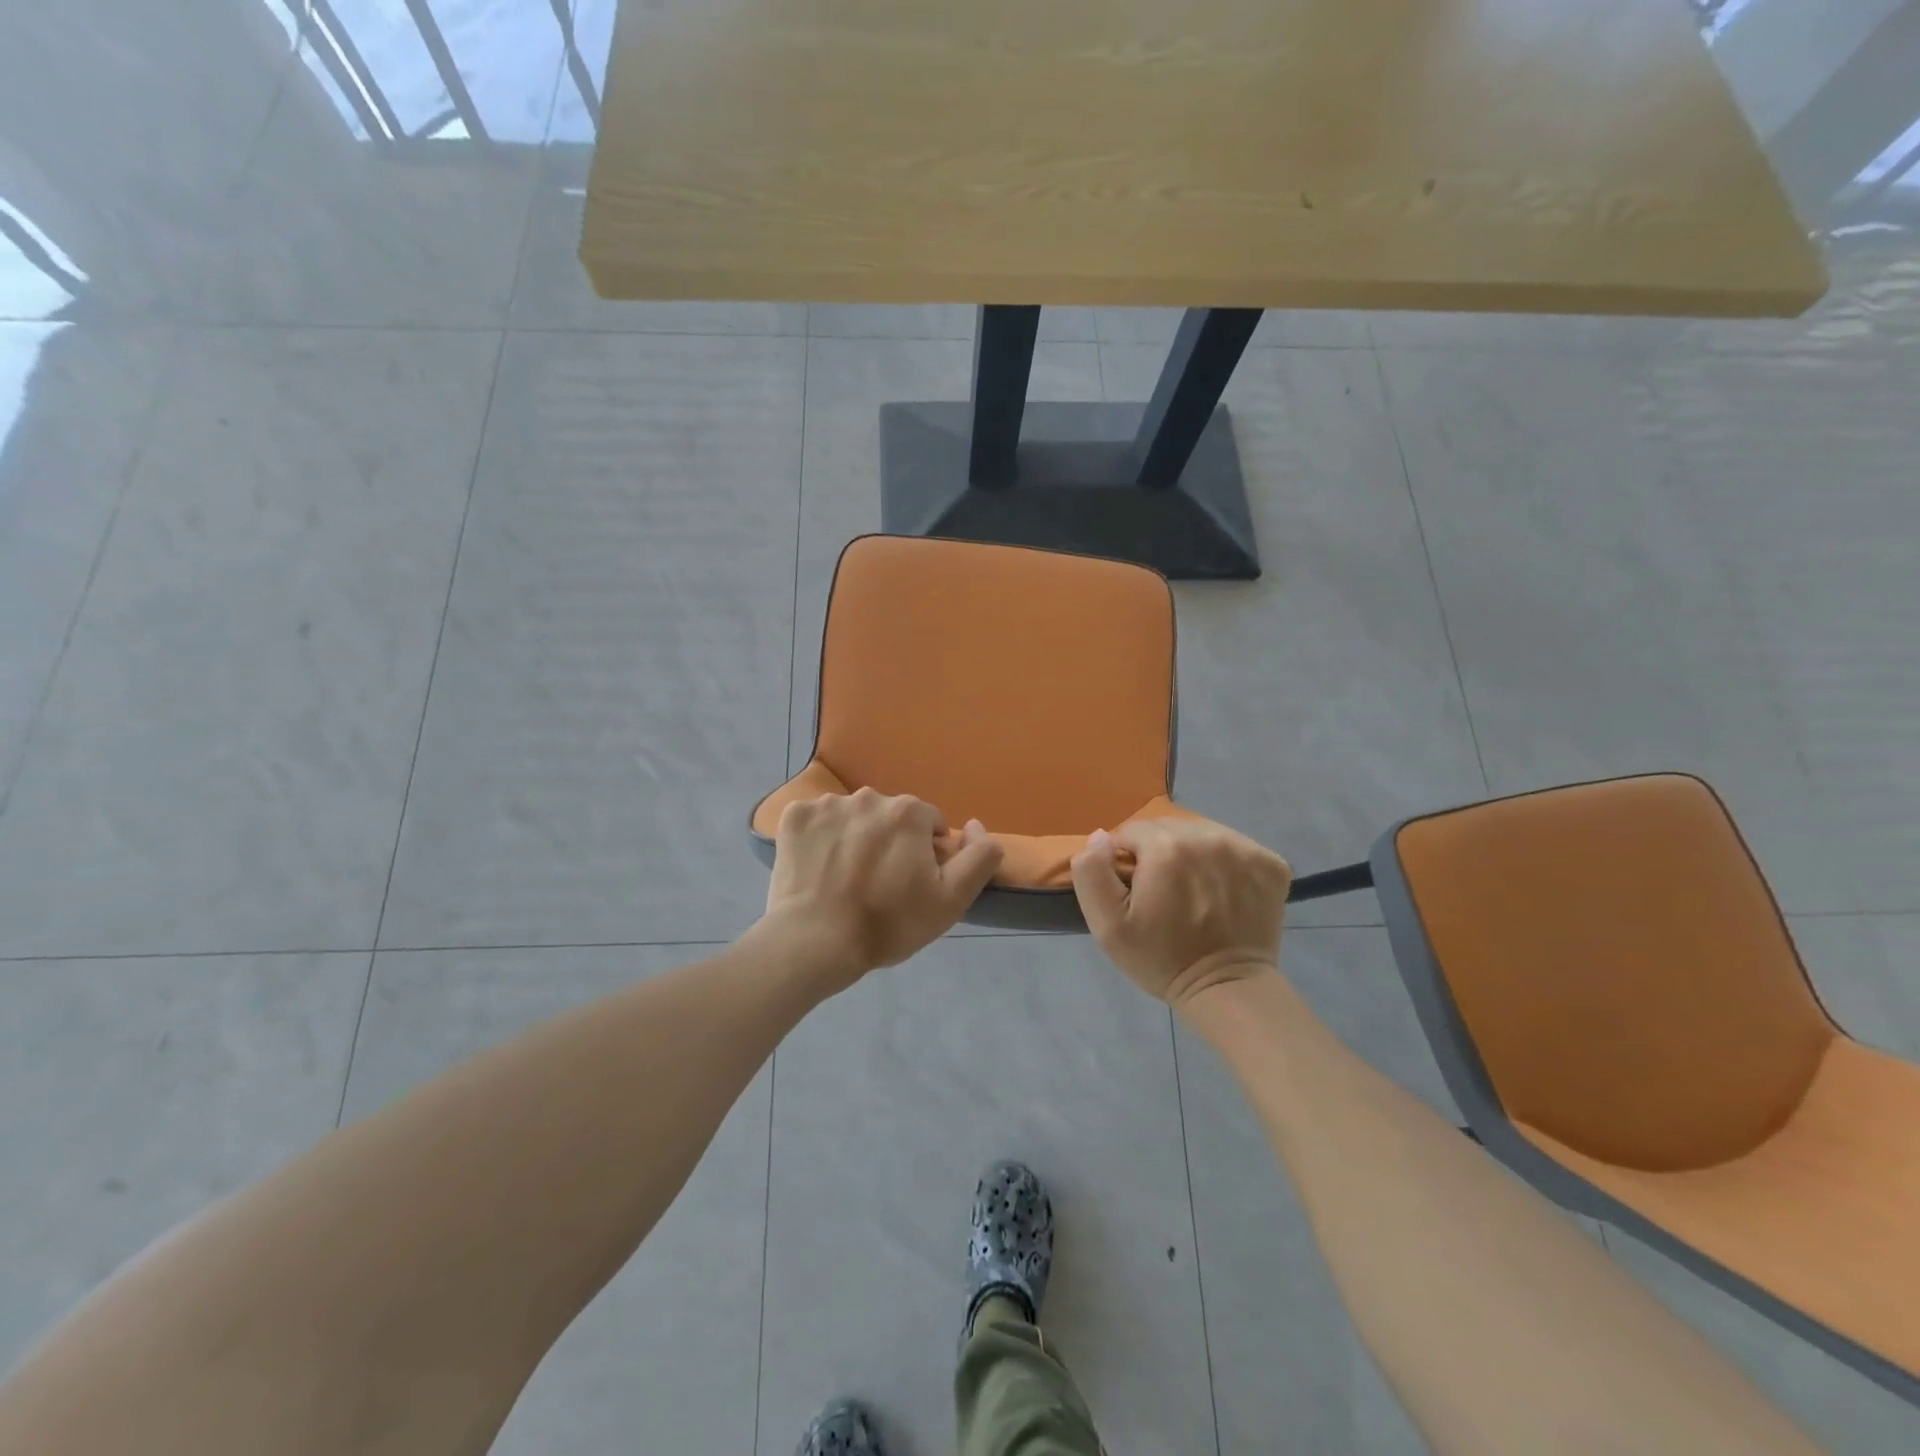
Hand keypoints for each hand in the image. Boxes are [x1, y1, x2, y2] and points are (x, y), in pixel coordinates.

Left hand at [765, 787, 1003, 988]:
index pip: (929, 824)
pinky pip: (816, 821)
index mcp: (909, 811)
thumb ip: (979, 856)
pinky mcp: (794, 817)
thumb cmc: (888, 923)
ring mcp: (827, 804)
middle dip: (890, 842)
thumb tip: (975, 824)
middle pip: (890, 817)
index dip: (925, 854)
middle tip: (878, 885)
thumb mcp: (952, 899)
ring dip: (855, 838)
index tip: (911, 884)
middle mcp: (869, 796)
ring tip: (845, 879)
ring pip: (853, 817)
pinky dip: (819, 838)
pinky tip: (818, 868)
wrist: (815, 942)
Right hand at [1070, 818, 1290, 1007]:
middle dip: (1159, 853)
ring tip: (1193, 891)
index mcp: (1165, 847)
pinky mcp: (1271, 863)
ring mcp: (1245, 848)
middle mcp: (1208, 837)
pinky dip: (1225, 863)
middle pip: (1168, 829)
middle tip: (1163, 893)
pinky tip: (1222, 892)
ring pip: (1202, 834)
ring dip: (1192, 854)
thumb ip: (1092, 872)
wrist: (1227, 989)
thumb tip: (1101, 837)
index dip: (1127, 860)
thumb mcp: (1107, 925)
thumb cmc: (1161, 958)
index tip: (1135, 890)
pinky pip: (1236, 846)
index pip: (1132, 831)